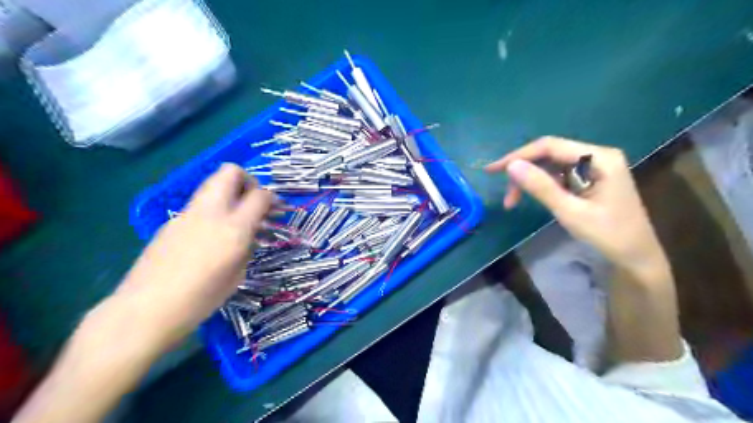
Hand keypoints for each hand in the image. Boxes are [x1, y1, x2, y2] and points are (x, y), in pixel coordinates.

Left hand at [114, 164, 273, 351]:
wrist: (146, 309)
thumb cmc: (201, 299)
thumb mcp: (238, 274)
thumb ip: (247, 245)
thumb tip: (249, 233)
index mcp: (234, 229)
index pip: (260, 195)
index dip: (271, 198)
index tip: (274, 209)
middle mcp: (211, 212)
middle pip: (230, 172)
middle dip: (247, 180)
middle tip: (253, 202)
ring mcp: (188, 214)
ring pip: (212, 184)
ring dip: (229, 193)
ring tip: (235, 218)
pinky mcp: (172, 221)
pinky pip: (200, 204)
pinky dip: (213, 209)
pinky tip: (210, 236)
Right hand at [488, 138, 669, 277]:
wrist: (636, 257)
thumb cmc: (608, 235)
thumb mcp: (570, 212)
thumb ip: (541, 187)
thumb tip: (511, 166)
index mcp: (599, 158)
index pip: (550, 146)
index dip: (518, 156)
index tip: (493, 170)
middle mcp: (596, 156)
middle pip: (549, 154)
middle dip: (523, 172)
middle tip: (505, 195)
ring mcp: (593, 167)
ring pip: (550, 165)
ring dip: (529, 181)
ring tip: (513, 202)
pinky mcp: (588, 178)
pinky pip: (558, 175)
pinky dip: (541, 186)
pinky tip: (532, 198)